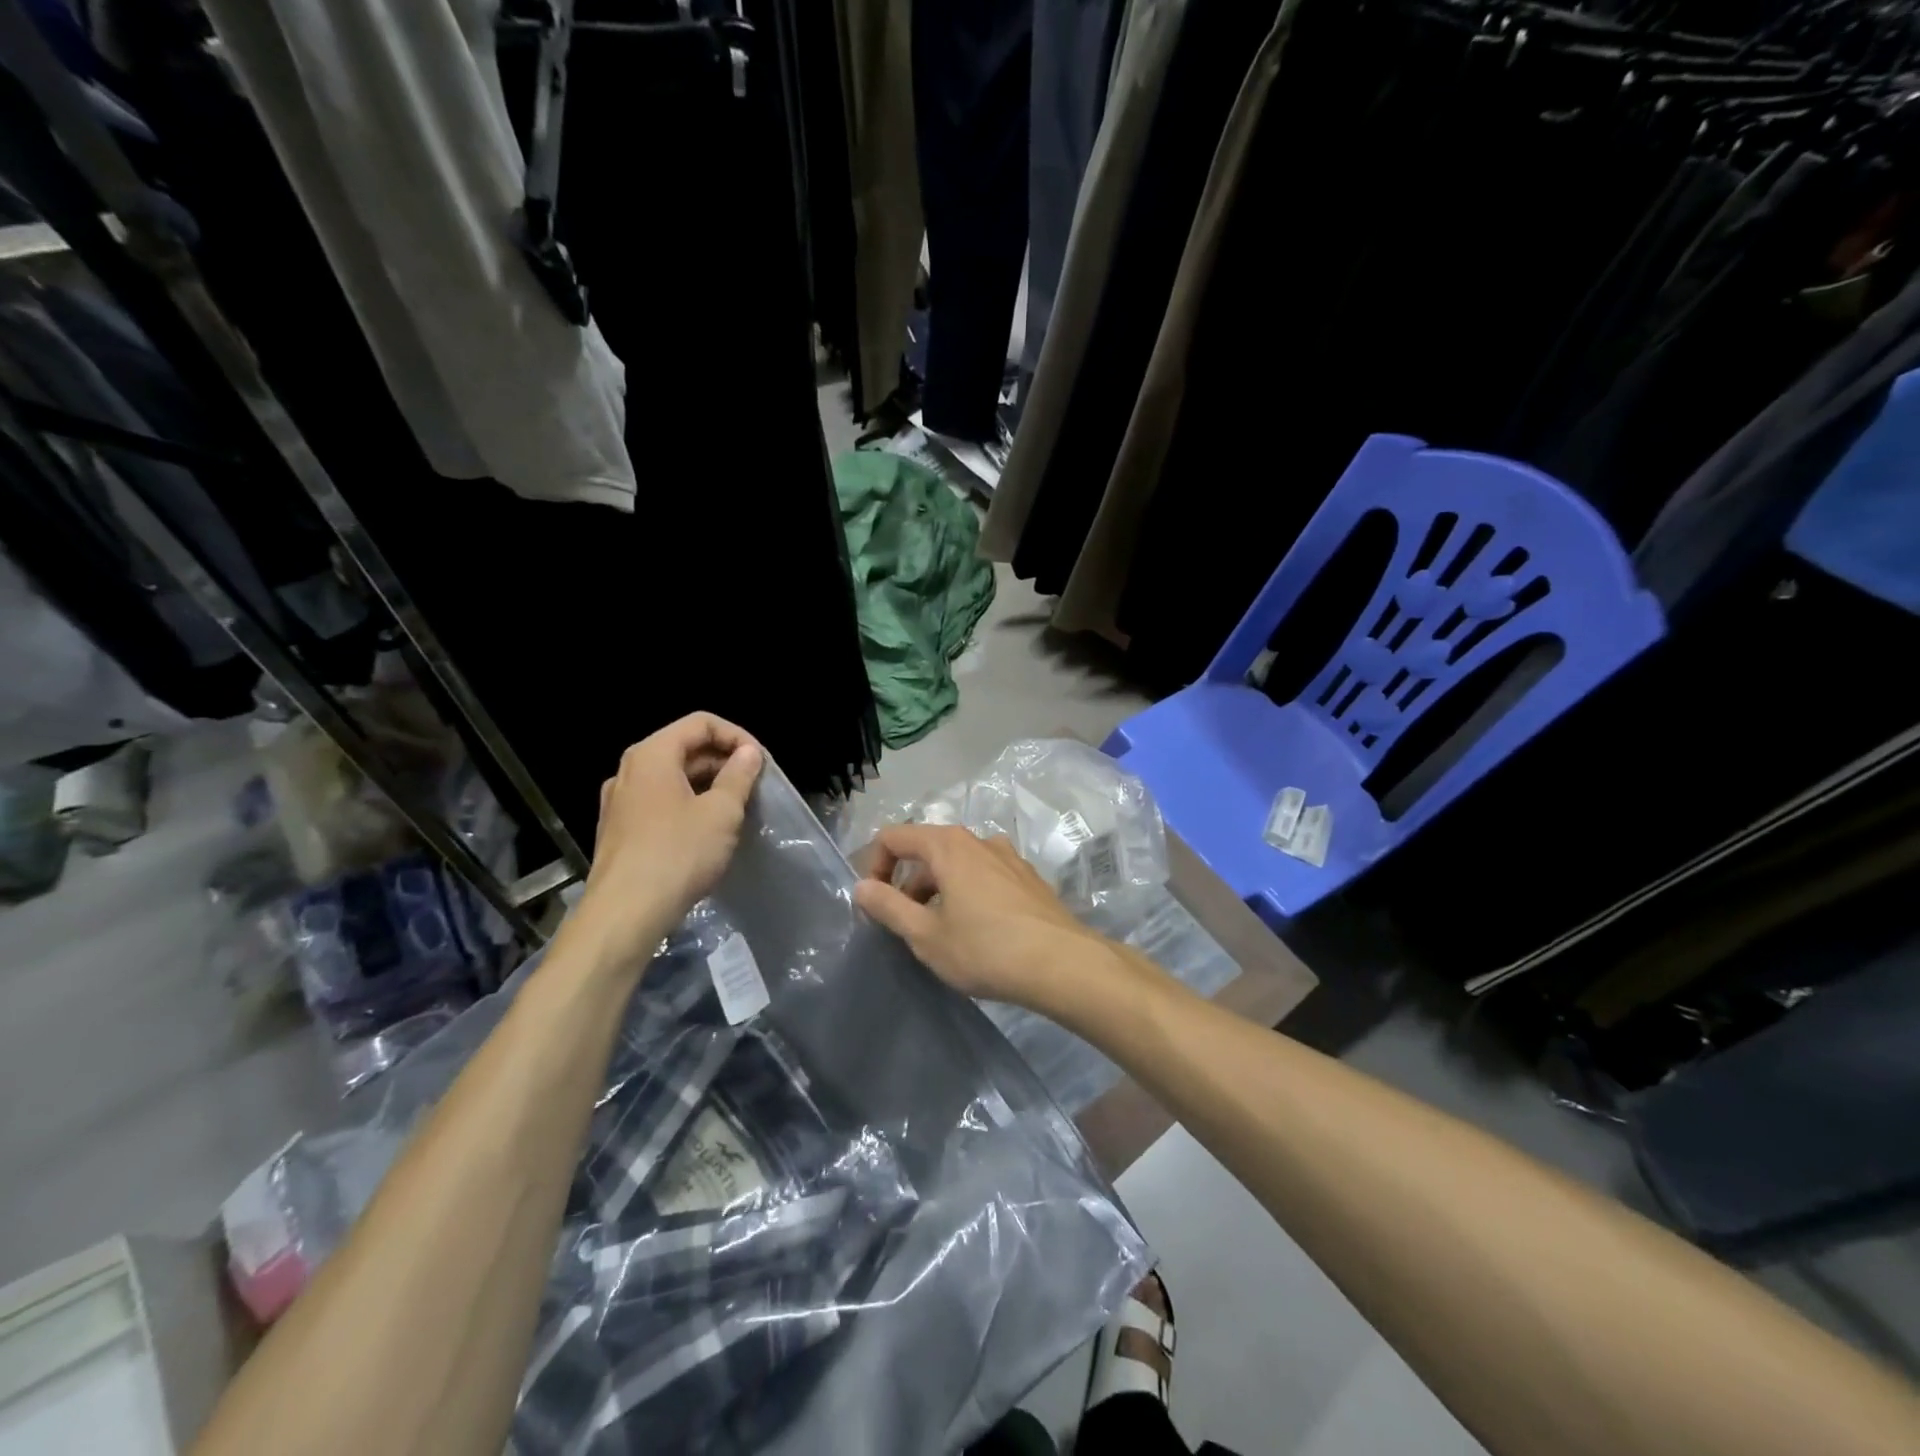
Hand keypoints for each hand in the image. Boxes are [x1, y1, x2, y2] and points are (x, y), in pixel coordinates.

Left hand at [569, 713, 762, 970]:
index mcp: (652, 755)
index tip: (761, 762)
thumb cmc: (678, 854)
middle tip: (755, 786)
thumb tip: (748, 753)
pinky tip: (707, 832)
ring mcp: (620, 802)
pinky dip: (688, 805)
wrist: (625, 914)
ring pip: (672, 778)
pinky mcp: (619, 830)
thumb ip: (739, 776)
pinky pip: (659, 802)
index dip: (737, 736)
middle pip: (684, 748)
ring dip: (708, 785)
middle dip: (723, 761)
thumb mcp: (721, 812)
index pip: (700, 723)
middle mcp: (629, 770)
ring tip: (737, 808)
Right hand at [852, 823, 1100, 1007]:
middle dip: (907, 882)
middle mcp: (978, 840)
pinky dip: (967, 892)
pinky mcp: (1028, 877)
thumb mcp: (926, 935)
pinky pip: (984, 875)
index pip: (894, 837)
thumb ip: (888, 907)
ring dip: (937, 890)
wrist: (1062, 964)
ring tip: (940, 933)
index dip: (875, 866)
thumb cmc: (985, 949)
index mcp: (948, 845)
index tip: (875, 904)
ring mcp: (1008, 856)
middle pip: (927, 849)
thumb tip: (861, 886)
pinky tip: (977, 931)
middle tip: (904, 925)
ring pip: (957, 863)